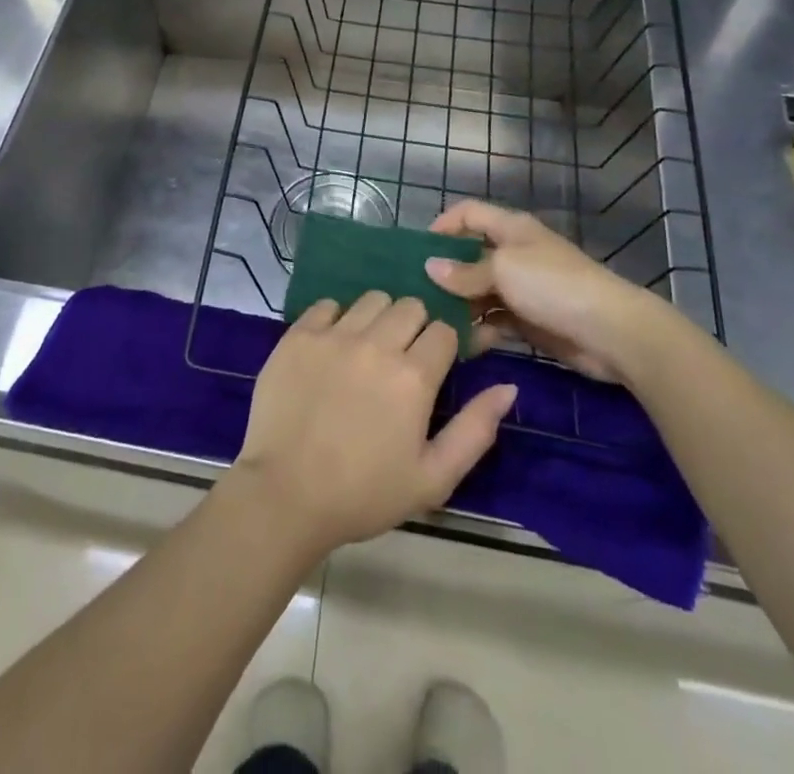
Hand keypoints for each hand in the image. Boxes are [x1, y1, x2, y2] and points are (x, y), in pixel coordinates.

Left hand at [232, 293, 517, 556]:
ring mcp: (333, 335)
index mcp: (413, 377)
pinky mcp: (298, 335)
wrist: (285, 494)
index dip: (445, 347)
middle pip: (410, 306)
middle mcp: (376, 344)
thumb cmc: (364, 494)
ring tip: (368, 350)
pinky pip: (327, 305)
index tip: (435, 367)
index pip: (444, 331)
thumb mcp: (433, 478)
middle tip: (402, 360)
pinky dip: (336, 318)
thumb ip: (475, 429)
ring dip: (378, 318)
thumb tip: (509, 386)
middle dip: (414, 327)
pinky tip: (333, 347)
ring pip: (372, 299)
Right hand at [423, 201, 674, 383]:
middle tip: (414, 294)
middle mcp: (514, 253)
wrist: (612, 332)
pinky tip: (461, 344)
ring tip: (432, 324)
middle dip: (445, 272)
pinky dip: (479, 330)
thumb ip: (465, 271)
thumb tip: (430, 267)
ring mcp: (522, 288)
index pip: (468, 213)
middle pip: (470, 255)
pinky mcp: (529, 320)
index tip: (417, 251)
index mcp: (510, 228)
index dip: (443, 225)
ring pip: (479, 292)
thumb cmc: (553, 285)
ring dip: (459, 306)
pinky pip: (495, 321)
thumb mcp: (504, 269)